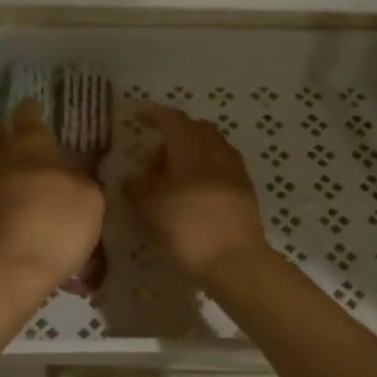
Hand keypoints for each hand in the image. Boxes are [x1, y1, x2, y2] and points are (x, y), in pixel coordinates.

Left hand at [0, 102, 104, 291]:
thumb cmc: (54, 225)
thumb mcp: (90, 200)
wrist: (5, 271)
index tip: (34, 108)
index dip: (32, 111)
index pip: (28, 117)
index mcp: (30, 147)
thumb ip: (82, 180)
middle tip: (11, 137)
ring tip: (4, 170)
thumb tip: (74, 174)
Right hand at [124, 105, 269, 285]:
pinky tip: (191, 196)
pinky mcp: (245, 192)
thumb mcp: (149, 207)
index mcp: (191, 146)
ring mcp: (235, 170)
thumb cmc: (187, 227)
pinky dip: (202, 173)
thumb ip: (136, 188)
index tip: (137, 116)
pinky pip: (219, 170)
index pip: (171, 119)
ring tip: (170, 182)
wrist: (236, 261)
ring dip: (188, 157)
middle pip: (194, 131)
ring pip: (209, 150)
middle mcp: (217, 150)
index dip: (153, 115)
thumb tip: (131, 179)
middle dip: (172, 138)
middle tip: (152, 160)